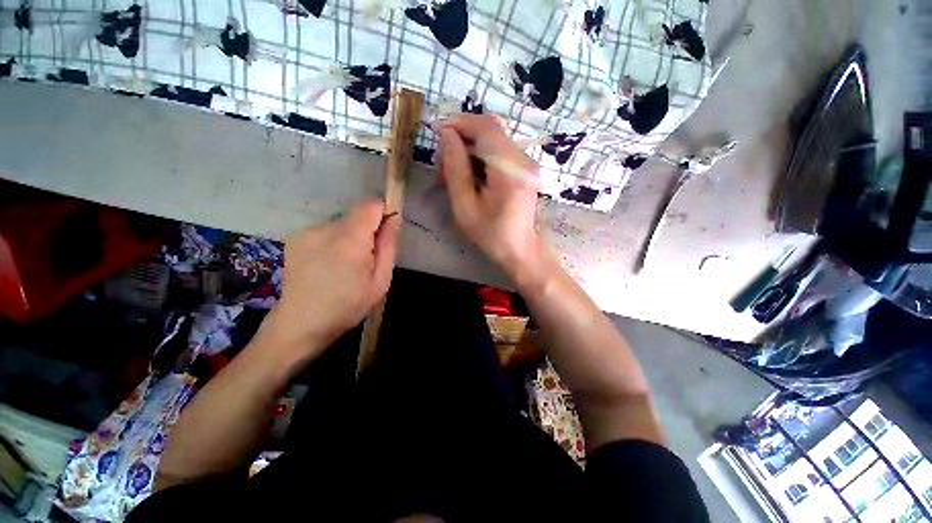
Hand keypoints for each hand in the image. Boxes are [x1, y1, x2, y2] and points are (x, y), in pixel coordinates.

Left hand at [254, 200, 399, 366]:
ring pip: (341, 223)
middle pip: (356, 214)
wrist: (301, 323)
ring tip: (345, 264)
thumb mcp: (380, 280)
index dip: (383, 212)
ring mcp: (307, 231)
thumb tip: (394, 217)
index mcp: (350, 240)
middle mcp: (325, 228)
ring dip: (350, 236)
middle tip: (366, 258)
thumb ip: (388, 245)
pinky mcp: (296, 237)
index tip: (386, 231)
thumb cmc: (348, 305)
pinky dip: (334, 241)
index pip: (370, 205)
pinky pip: (326, 230)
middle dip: (367, 230)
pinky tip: (328, 263)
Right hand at [436, 114, 545, 286]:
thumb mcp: (465, 206)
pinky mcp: (525, 168)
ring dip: (470, 150)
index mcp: (510, 170)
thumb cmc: (491, 234)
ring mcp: (527, 163)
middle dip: (462, 139)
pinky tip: (471, 176)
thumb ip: (456, 169)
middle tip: (445, 165)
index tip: (439, 134)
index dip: (460, 123)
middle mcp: (523, 160)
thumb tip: (447, 135)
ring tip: (455, 174)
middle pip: (489, 131)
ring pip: (493, 140)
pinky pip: (499, 151)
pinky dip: (481, 158)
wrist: (520, 250)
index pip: (486, 128)